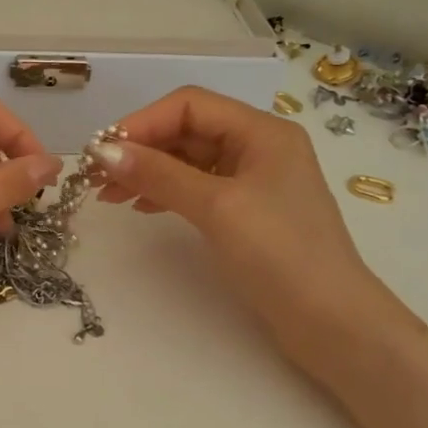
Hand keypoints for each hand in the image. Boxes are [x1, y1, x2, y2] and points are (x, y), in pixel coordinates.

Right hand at [89, 86, 413, 371]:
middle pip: (187, 130)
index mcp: (262, 132)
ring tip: (109, 195)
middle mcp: (258, 147)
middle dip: (140, 148)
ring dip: (148, 171)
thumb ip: (159, 174)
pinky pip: (196, 187)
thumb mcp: (216, 207)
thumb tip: (103, 152)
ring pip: (188, 160)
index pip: (189, 105)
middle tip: (96, 177)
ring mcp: (253, 180)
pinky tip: (141, 207)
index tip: (102, 151)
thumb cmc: (279, 254)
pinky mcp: (246, 211)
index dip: (142, 122)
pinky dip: (166, 192)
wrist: (331, 322)